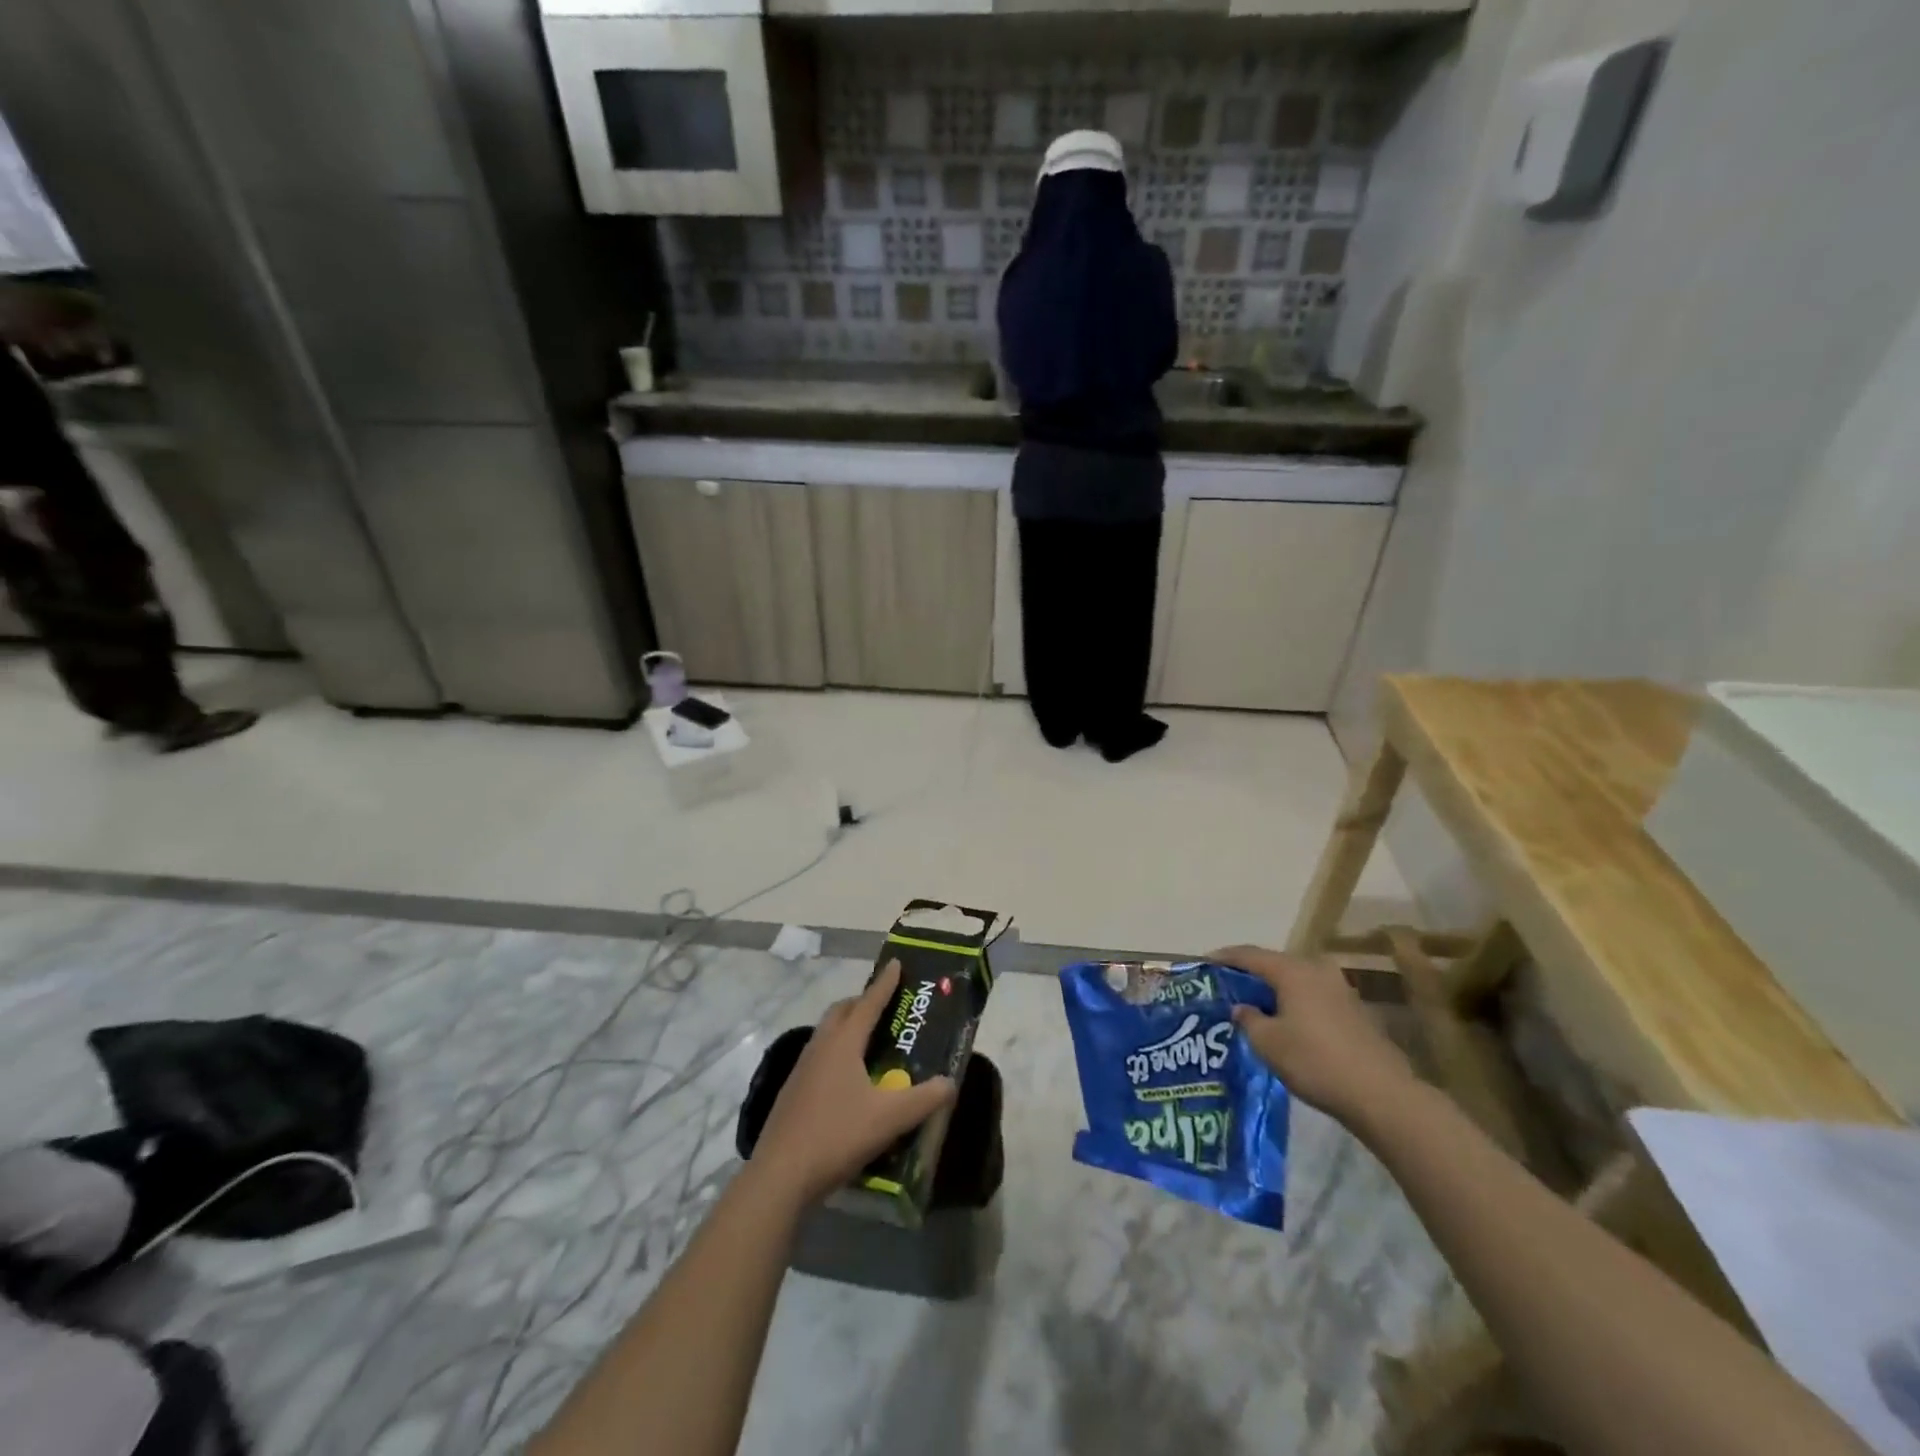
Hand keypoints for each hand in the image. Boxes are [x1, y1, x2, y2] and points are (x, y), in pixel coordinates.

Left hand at [750, 961, 956, 1206]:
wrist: (780, 1175)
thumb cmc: (837, 1135)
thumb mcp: (889, 1119)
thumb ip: (924, 1099)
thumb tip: (950, 1083)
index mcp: (843, 1043)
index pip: (869, 1003)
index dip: (885, 983)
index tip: (896, 963)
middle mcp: (820, 1047)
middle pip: (841, 1011)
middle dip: (862, 1002)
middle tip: (884, 1004)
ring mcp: (802, 1069)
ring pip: (826, 1033)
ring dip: (847, 1026)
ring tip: (868, 1039)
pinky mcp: (793, 1091)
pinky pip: (819, 1056)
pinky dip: (836, 1051)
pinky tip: (847, 1078)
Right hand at [1210, 944, 1414, 1123]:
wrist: (1381, 1094)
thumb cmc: (1315, 1061)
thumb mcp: (1268, 1043)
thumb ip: (1248, 1019)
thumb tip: (1241, 1008)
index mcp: (1292, 970)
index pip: (1249, 954)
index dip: (1224, 958)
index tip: (1204, 964)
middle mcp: (1317, 970)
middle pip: (1274, 964)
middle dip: (1249, 975)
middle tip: (1226, 987)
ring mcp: (1339, 989)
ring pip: (1295, 981)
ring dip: (1273, 991)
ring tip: (1252, 1006)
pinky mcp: (1354, 1011)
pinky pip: (1312, 997)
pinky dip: (1293, 1003)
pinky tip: (1284, 1022)